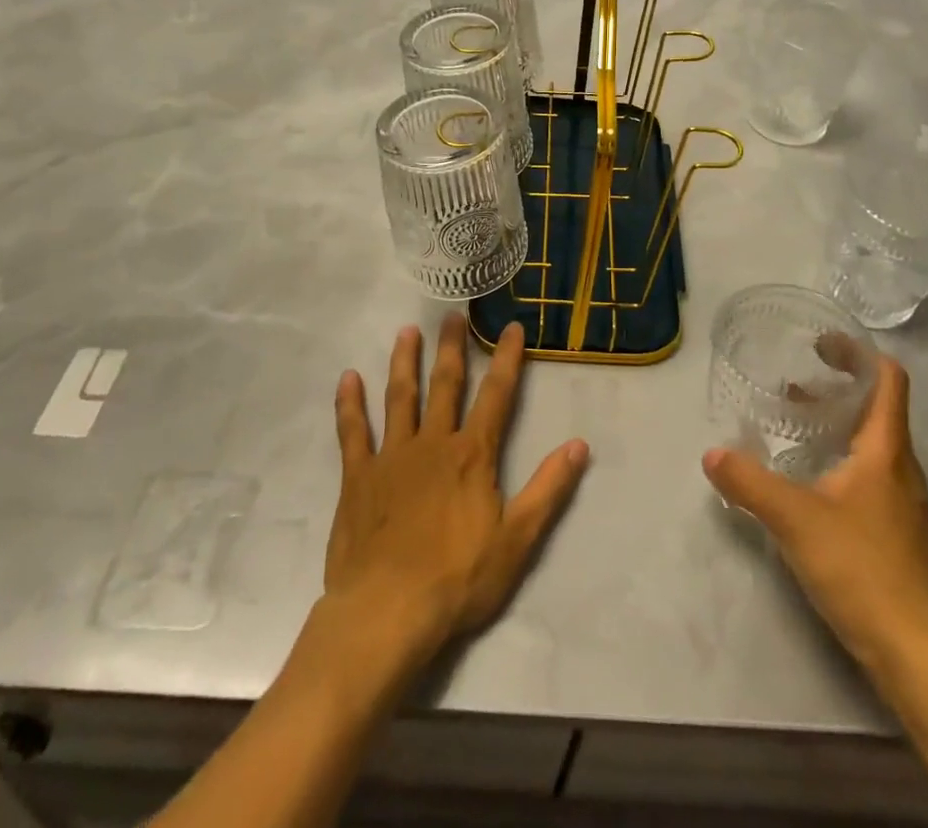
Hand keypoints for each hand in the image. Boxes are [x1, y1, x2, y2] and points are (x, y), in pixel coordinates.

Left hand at [324, 314, 589, 666]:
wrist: (387, 612)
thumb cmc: (458, 579)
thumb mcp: (518, 540)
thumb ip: (549, 489)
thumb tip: (580, 445)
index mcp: (472, 455)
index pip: (497, 396)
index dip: (507, 360)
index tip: (512, 327)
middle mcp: (433, 443)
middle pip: (445, 385)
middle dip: (452, 348)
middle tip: (452, 315)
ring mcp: (392, 456)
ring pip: (400, 397)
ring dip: (405, 362)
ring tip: (408, 331)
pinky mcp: (358, 477)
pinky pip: (353, 432)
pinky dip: (349, 404)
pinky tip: (347, 378)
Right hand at [704, 354, 927, 675]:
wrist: (921, 657)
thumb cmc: (864, 571)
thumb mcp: (795, 520)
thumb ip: (750, 483)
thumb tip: (712, 453)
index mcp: (886, 451)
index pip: (889, 380)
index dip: (859, 353)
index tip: (820, 344)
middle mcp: (902, 469)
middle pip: (878, 409)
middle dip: (838, 387)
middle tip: (794, 382)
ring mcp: (904, 504)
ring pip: (873, 445)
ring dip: (838, 424)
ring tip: (795, 424)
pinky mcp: (899, 534)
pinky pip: (871, 476)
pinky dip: (842, 459)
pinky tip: (810, 481)